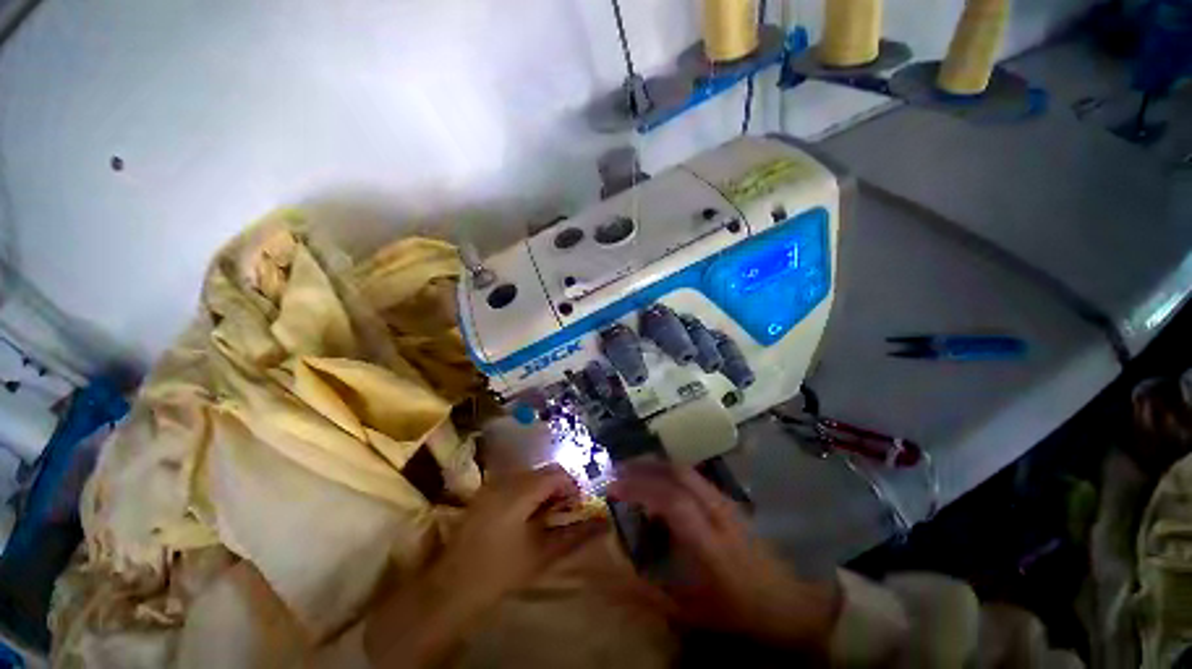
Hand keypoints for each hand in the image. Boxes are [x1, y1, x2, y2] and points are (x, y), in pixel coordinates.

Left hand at [365, 465, 603, 666]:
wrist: (450, 589)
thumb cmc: (500, 572)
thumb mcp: (542, 554)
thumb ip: (575, 535)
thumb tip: (604, 523)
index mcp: (521, 490)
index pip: (558, 473)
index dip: (573, 487)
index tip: (577, 508)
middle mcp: (506, 479)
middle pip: (544, 471)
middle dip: (559, 489)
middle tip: (564, 514)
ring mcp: (492, 485)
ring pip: (530, 476)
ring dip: (544, 491)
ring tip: (547, 517)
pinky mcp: (484, 494)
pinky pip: (515, 483)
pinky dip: (528, 494)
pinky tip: (527, 517)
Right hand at [608, 461, 840, 650]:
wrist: (793, 603)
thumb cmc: (742, 612)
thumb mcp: (695, 614)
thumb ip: (653, 592)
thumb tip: (619, 573)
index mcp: (708, 542)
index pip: (671, 500)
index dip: (640, 488)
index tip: (614, 487)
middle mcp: (717, 513)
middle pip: (679, 473)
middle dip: (644, 466)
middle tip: (618, 470)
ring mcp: (725, 503)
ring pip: (687, 470)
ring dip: (657, 466)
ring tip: (633, 471)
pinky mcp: (729, 501)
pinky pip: (694, 478)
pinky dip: (670, 473)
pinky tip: (660, 484)